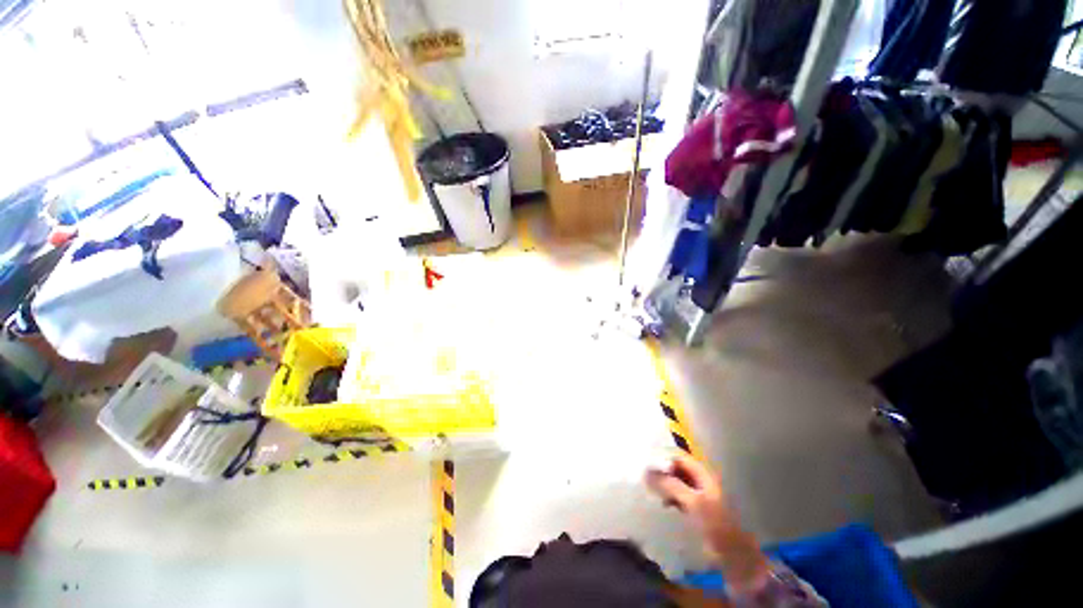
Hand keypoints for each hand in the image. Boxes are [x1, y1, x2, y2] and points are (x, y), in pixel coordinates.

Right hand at [646, 455, 769, 591]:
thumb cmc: (716, 525)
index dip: (662, 457)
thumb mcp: (693, 502)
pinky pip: (678, 497)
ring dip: (663, 485)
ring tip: (649, 491)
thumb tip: (647, 472)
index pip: (678, 456)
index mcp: (703, 474)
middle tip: (643, 477)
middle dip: (661, 471)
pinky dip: (668, 497)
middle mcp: (700, 480)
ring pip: (676, 482)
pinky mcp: (696, 511)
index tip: (644, 463)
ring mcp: (699, 496)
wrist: (736, 557)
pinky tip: (661, 505)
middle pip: (677, 468)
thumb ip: (670, 485)